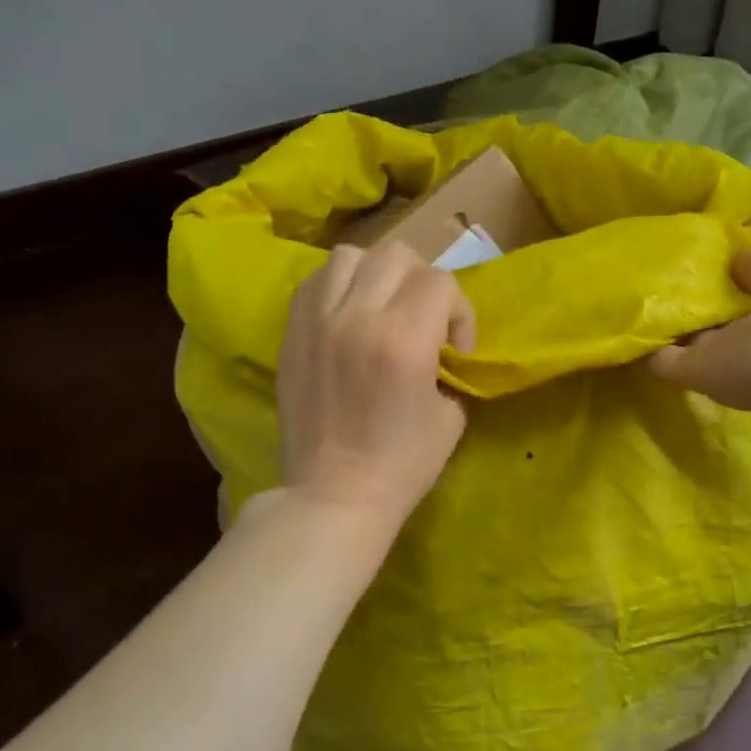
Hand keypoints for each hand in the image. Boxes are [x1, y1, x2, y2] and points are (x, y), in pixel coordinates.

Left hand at [278, 242, 476, 529]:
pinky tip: (348, 315)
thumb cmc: (401, 465)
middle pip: (398, 255)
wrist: (331, 495)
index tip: (454, 350)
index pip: (440, 282)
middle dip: (423, 282)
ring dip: (377, 274)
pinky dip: (339, 285)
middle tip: (423, 320)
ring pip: (352, 255)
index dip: (459, 311)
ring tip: (382, 308)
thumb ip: (449, 367)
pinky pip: (316, 279)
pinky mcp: (291, 331)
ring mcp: (317, 319)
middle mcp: (357, 316)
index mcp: (402, 339)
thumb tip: (440, 347)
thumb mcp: (450, 417)